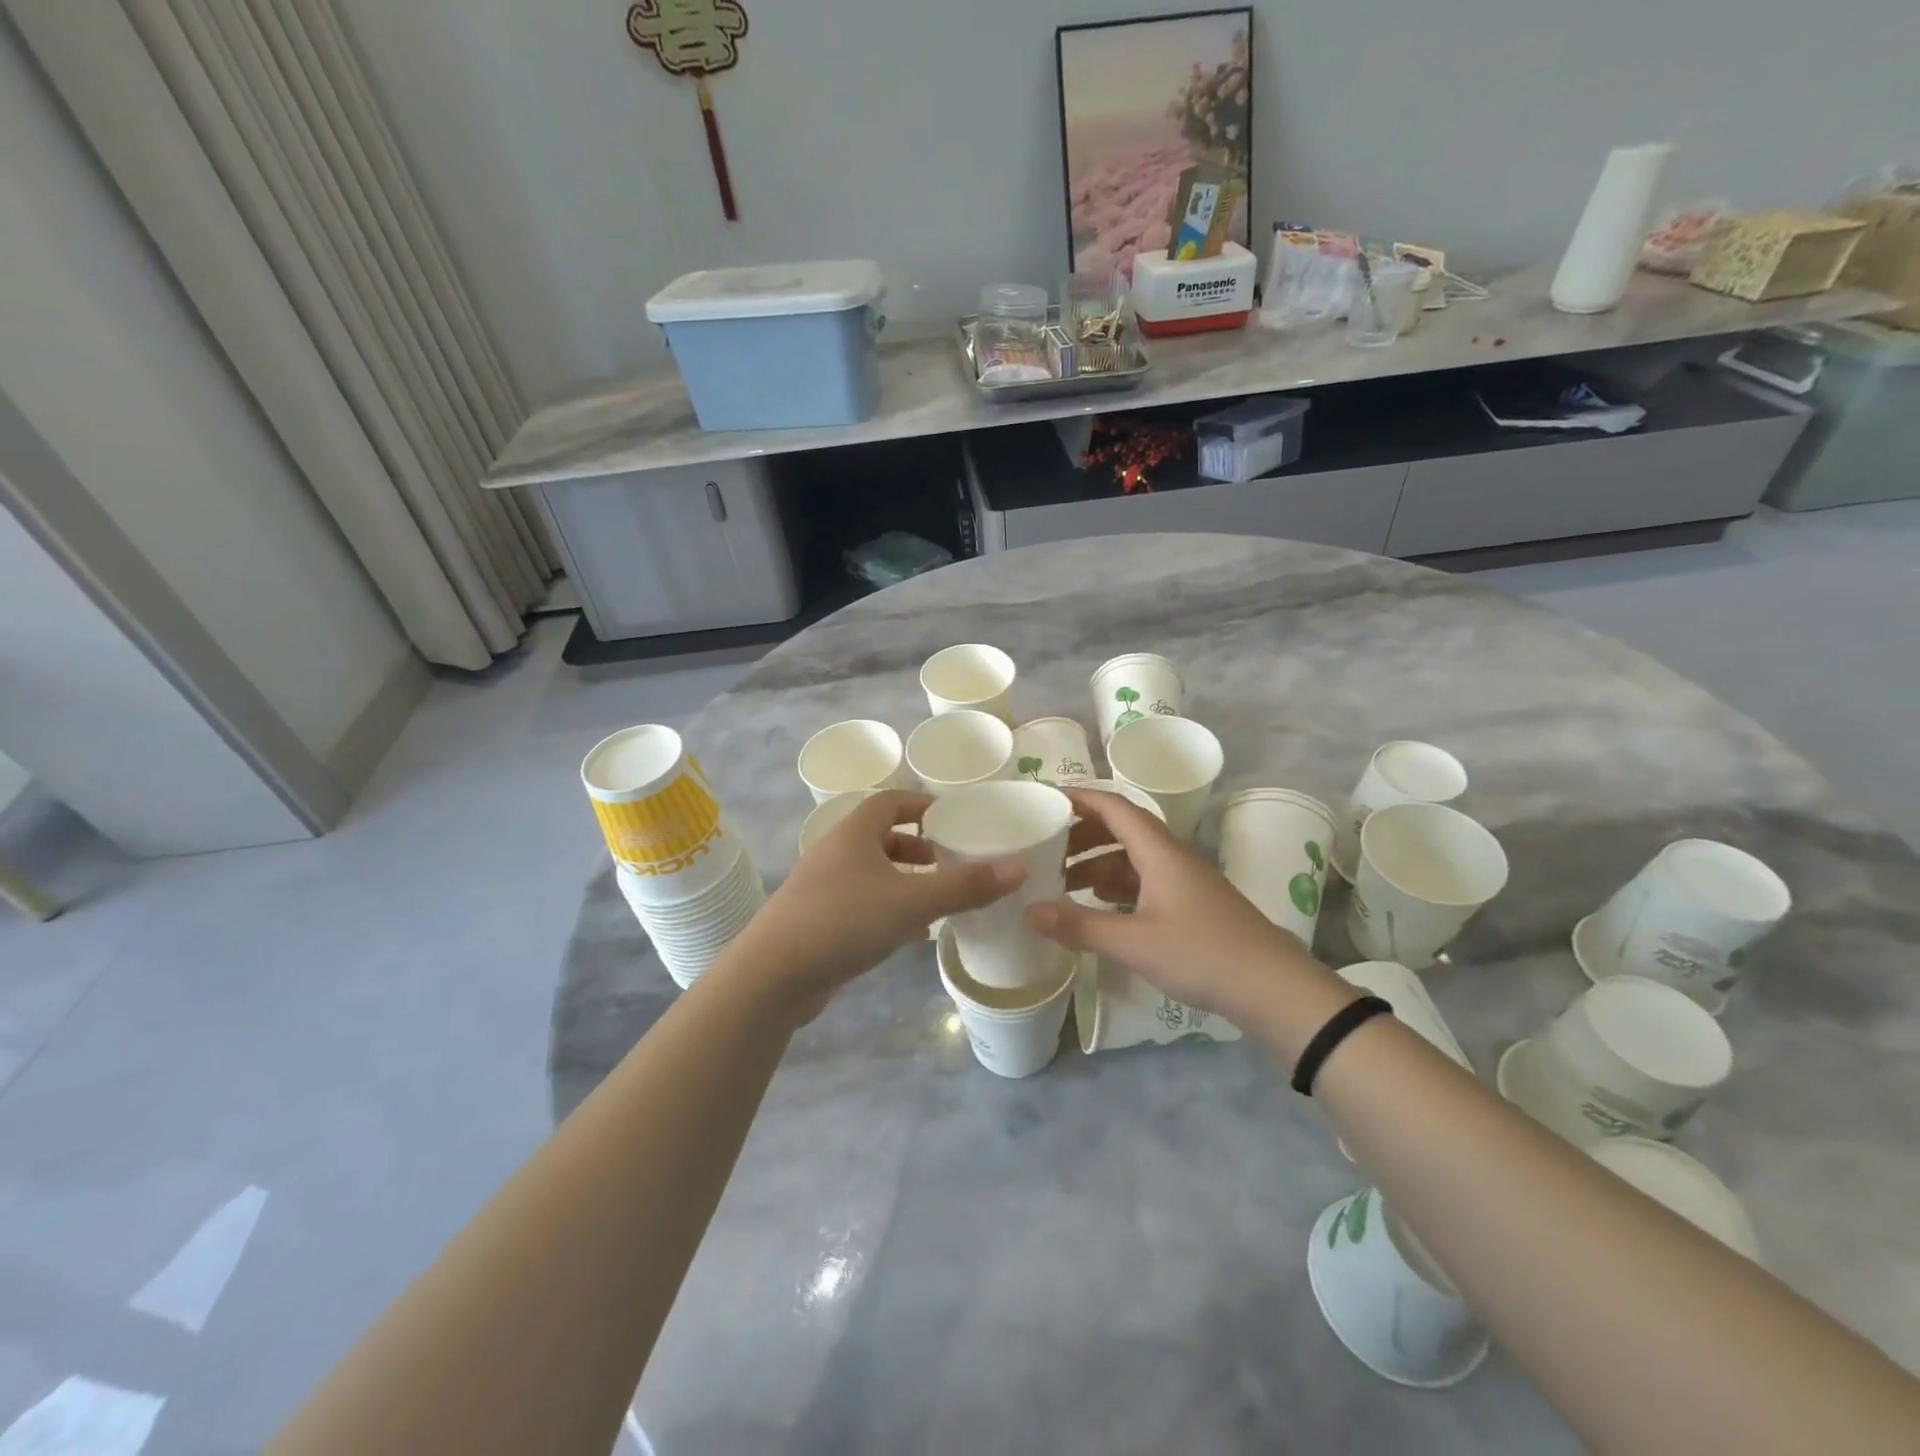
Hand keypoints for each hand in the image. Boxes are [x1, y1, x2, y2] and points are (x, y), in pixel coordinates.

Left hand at [728, 791, 1023, 1025]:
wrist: (773, 975)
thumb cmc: (844, 920)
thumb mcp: (912, 900)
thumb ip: (965, 885)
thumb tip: (1018, 867)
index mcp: (854, 832)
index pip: (890, 801)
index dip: (922, 805)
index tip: (954, 817)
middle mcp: (836, 852)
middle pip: (882, 837)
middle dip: (918, 846)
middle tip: (951, 859)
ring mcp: (824, 887)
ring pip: (873, 872)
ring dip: (905, 879)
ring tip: (940, 896)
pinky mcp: (819, 920)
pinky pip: (863, 902)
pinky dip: (890, 908)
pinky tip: (913, 932)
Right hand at [1030, 788, 1332, 1024]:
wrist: (1272, 988)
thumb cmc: (1202, 954)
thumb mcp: (1134, 942)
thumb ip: (1080, 925)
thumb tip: (1029, 911)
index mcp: (1159, 851)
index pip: (1115, 807)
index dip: (1080, 798)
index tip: (1046, 800)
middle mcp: (1170, 857)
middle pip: (1120, 829)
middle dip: (1081, 833)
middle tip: (1044, 847)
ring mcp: (1182, 881)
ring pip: (1131, 858)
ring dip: (1096, 862)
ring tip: (1061, 879)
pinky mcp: (1189, 905)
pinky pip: (1142, 881)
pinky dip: (1114, 885)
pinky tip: (1097, 904)